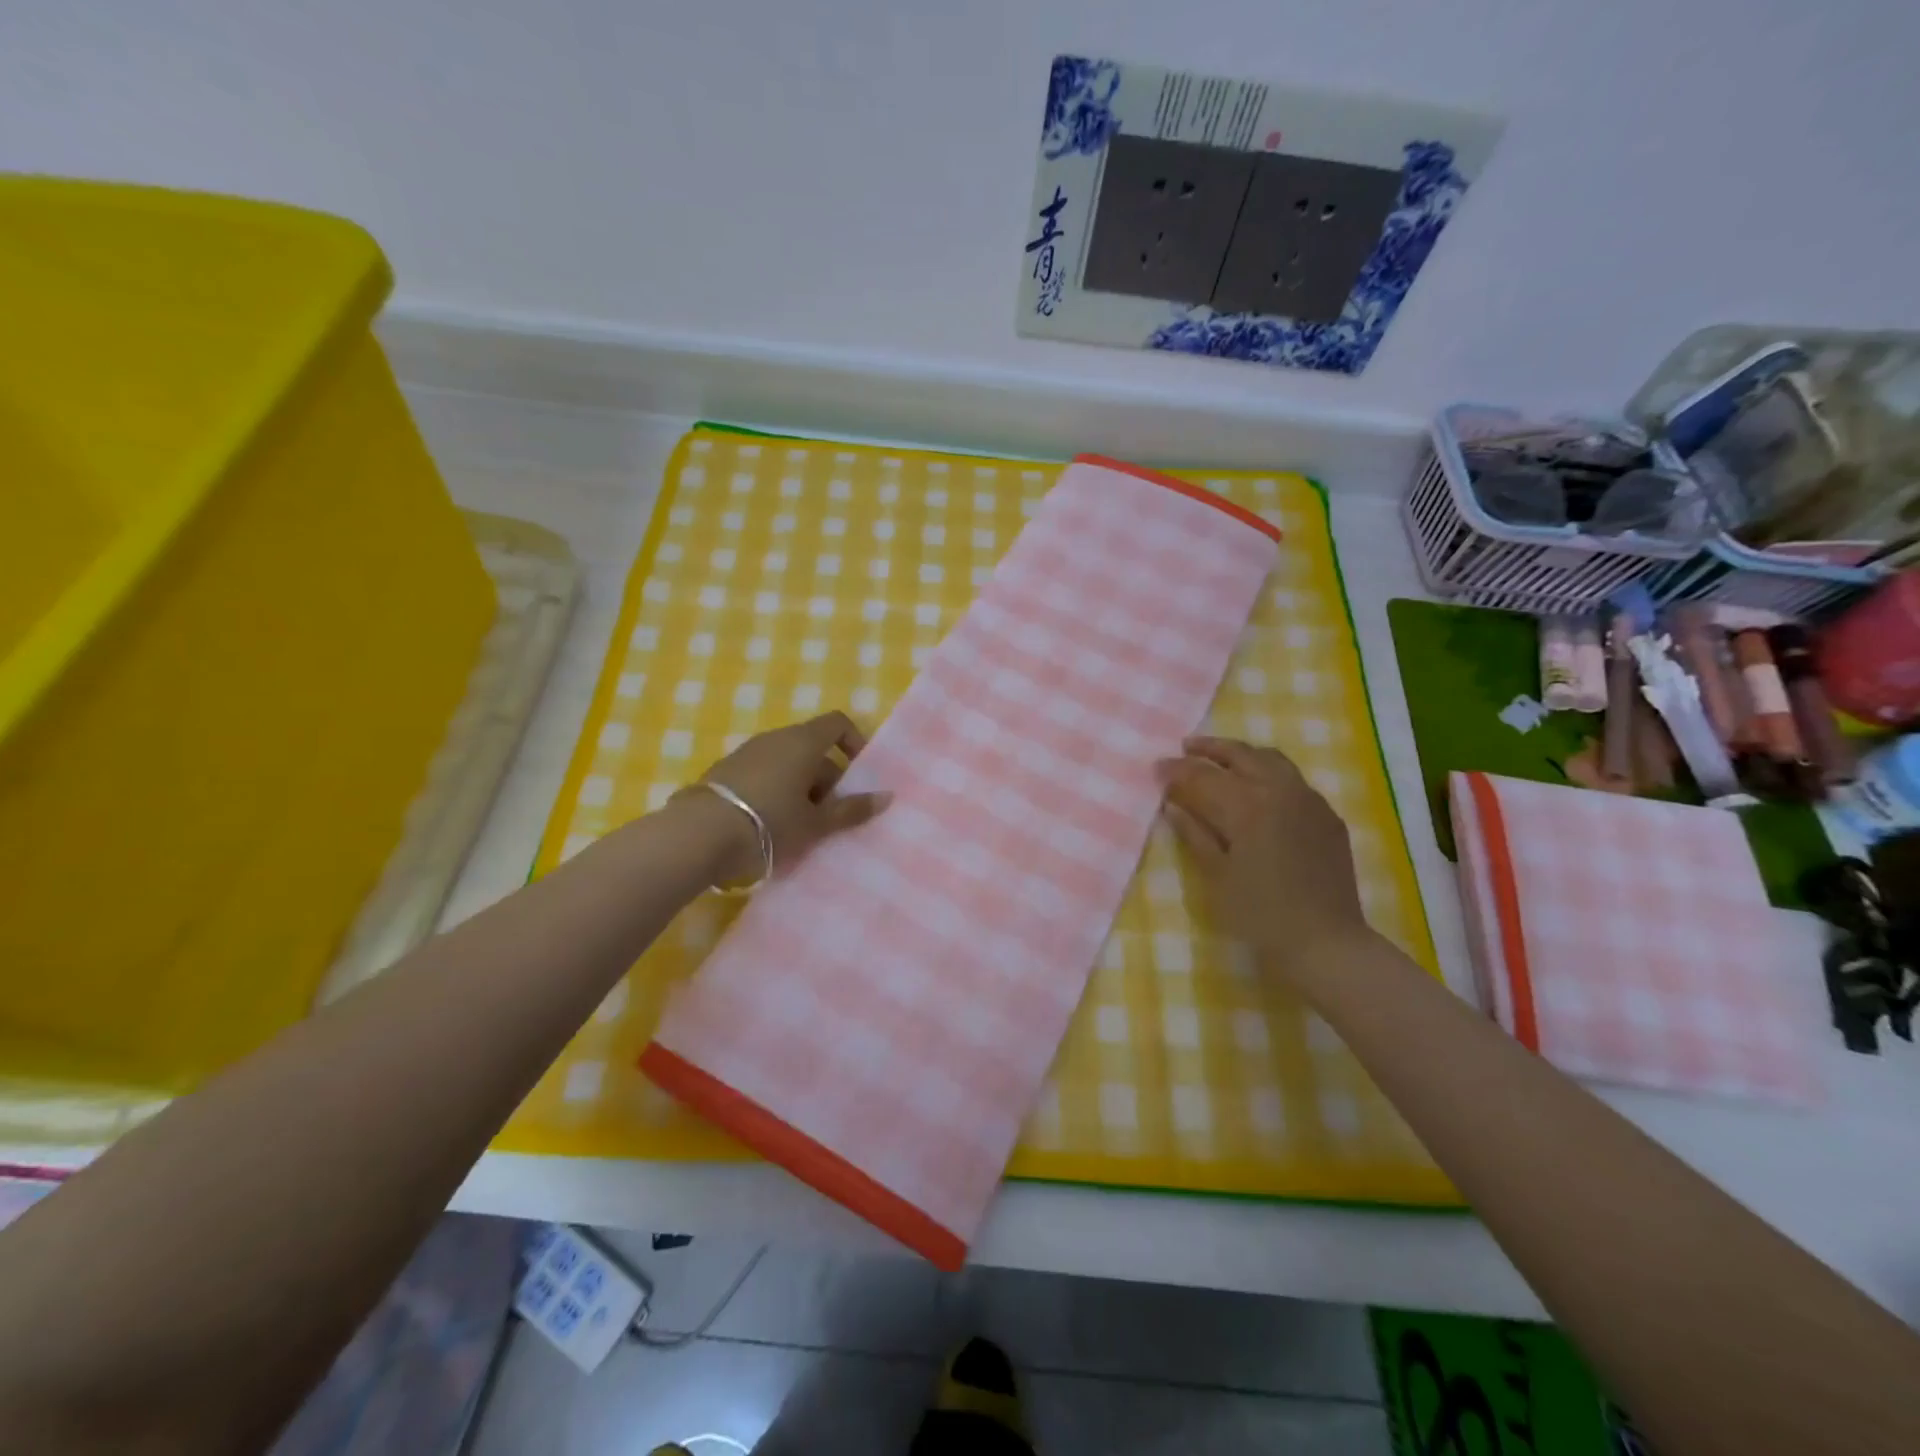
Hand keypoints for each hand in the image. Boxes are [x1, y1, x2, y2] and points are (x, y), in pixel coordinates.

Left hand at [688, 712, 890, 883]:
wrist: (697, 835)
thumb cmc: (769, 824)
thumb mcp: (815, 824)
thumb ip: (852, 810)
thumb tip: (887, 796)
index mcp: (802, 742)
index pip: (838, 722)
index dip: (854, 742)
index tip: (858, 775)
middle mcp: (775, 738)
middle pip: (812, 747)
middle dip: (827, 778)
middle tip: (829, 815)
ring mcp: (746, 752)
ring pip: (786, 761)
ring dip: (800, 786)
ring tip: (799, 825)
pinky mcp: (724, 770)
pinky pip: (762, 772)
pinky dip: (775, 790)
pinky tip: (768, 824)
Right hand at [1156, 736, 1371, 966]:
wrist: (1325, 942)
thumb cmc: (1260, 914)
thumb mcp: (1216, 876)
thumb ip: (1194, 834)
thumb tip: (1173, 805)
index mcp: (1246, 805)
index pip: (1202, 776)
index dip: (1176, 770)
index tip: (1156, 767)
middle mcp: (1280, 790)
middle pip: (1240, 754)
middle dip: (1209, 749)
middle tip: (1186, 748)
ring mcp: (1309, 800)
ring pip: (1271, 759)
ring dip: (1241, 754)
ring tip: (1221, 758)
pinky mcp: (1328, 816)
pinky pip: (1295, 780)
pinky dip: (1269, 772)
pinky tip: (1260, 788)